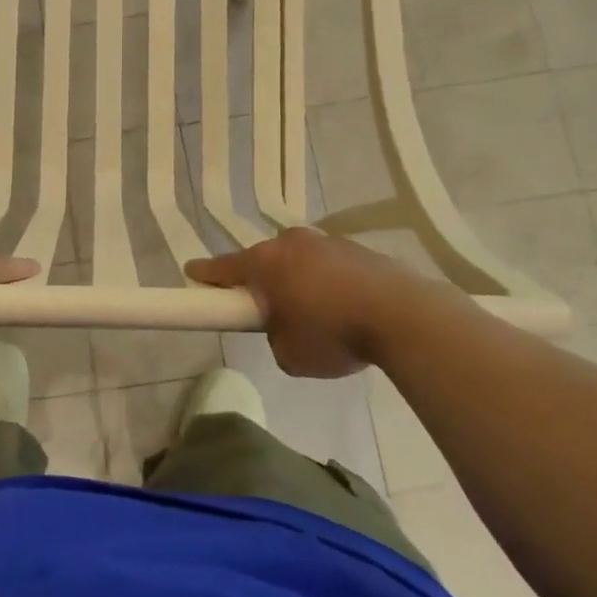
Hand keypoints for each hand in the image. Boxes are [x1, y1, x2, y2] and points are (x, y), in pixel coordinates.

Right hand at [185, 229, 454, 377]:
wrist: (405, 317)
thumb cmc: (333, 334)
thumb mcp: (288, 354)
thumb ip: (274, 336)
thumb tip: (286, 327)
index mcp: (266, 263)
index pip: (223, 267)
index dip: (204, 274)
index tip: (191, 274)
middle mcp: (292, 243)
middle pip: (264, 260)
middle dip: (261, 281)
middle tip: (266, 309)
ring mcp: (328, 242)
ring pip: (300, 261)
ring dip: (298, 281)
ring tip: (315, 315)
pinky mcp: (360, 250)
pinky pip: (331, 266)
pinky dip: (329, 283)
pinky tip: (345, 309)